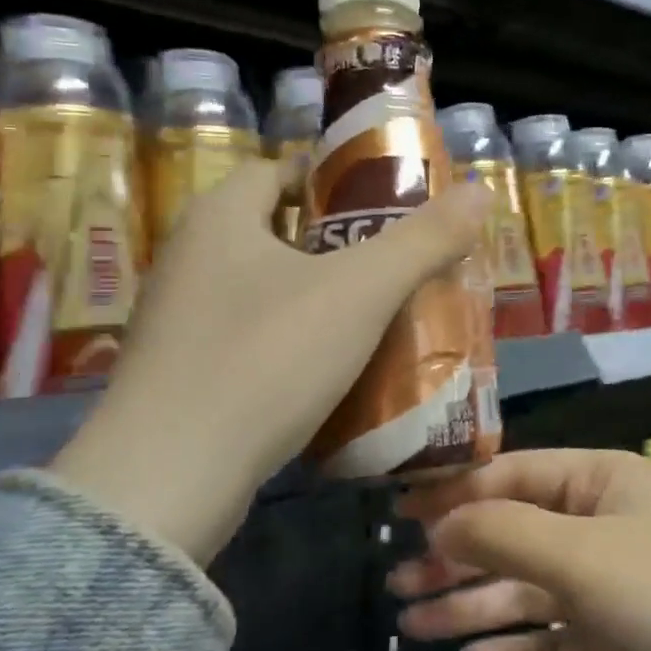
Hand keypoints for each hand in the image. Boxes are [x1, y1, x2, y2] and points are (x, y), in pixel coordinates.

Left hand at [53, 158, 487, 564]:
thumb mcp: (361, 291)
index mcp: (220, 219)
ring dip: (320, 298)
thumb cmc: (267, 358)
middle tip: (398, 263)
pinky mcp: (182, 376)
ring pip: (267, 291)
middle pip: (277, 232)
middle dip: (339, 244)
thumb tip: (482, 190)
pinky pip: (252, 339)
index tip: (385, 205)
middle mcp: (189, 260)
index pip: (278, 171)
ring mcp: (179, 322)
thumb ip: (424, 239)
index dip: (332, 180)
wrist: (168, 479)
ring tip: (381, 316)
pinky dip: (295, 343)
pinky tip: (337, 371)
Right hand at [390, 449, 650, 650]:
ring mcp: (610, 586)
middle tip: (393, 582)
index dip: (454, 492)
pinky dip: (515, 647)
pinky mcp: (617, 643)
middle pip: (513, 532)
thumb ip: (504, 533)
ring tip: (410, 624)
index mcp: (600, 481)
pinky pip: (552, 638)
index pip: (512, 473)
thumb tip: (439, 521)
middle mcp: (602, 524)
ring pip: (526, 589)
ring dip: (472, 604)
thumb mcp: (581, 556)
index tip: (396, 515)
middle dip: (455, 555)